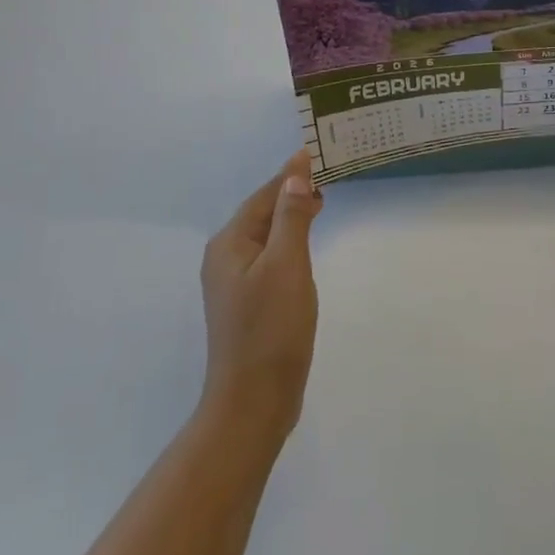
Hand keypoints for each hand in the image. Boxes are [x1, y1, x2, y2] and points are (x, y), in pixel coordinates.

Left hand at [198, 150, 322, 441]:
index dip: (292, 174)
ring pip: (267, 235)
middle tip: (329, 174)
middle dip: (292, 191)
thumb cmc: (271, 329)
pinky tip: (305, 244)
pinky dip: (289, 241)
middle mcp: (225, 257)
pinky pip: (270, 257)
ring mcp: (234, 282)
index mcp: (229, 243)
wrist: (253, 401)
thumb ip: (291, 217)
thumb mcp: (286, 265)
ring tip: (322, 200)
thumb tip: (295, 175)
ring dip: (292, 215)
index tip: (319, 152)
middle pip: (262, 212)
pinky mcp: (248, 302)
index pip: (265, 195)